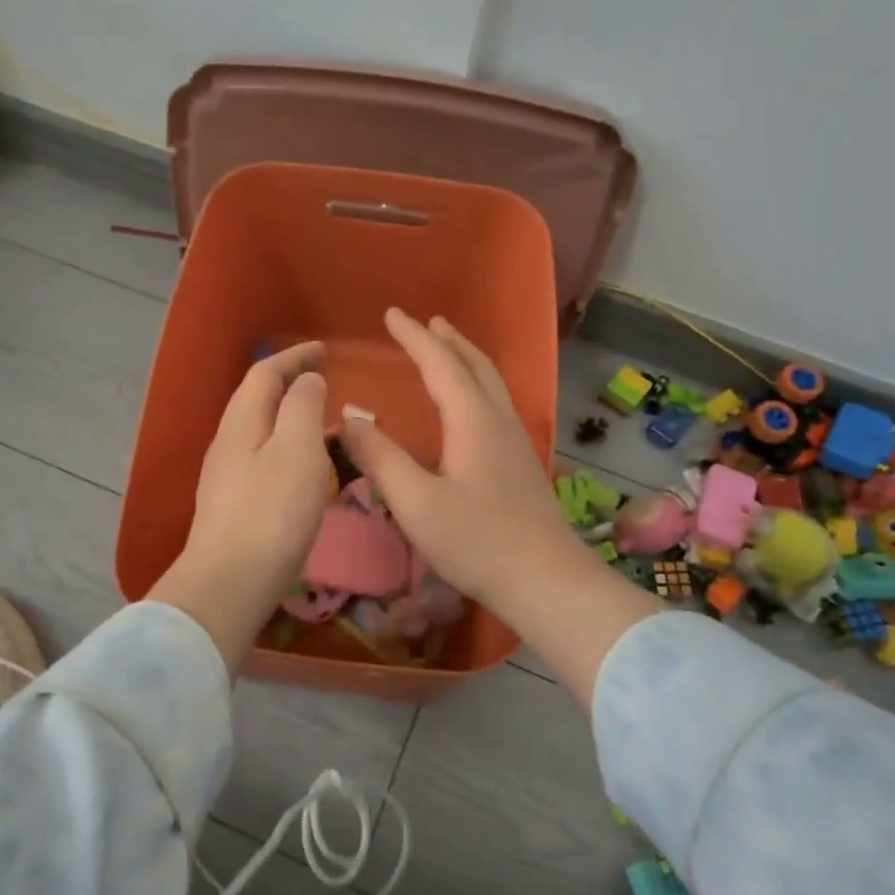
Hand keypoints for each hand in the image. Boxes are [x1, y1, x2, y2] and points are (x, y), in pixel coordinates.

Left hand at [148, 342, 332, 671]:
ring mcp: (225, 477)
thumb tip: (306, 380)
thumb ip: (303, 407)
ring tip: (320, 421)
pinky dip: (286, 447)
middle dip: (288, 383)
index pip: (265, 373)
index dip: (294, 356)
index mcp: (241, 422)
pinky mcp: (232, 506)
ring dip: (288, 416)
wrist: (229, 583)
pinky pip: (262, 458)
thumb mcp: (297, 450)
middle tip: (323, 381)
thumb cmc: (271, 512)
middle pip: (256, 399)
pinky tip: (303, 468)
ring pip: (259, 430)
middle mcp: (227, 443)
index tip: (325, 349)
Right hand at [341, 311, 585, 607]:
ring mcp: (515, 442)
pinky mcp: (520, 463)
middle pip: (475, 365)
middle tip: (426, 321)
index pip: (441, 364)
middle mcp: (498, 421)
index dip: (414, 338)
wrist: (545, 580)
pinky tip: (469, 406)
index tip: (391, 314)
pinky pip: (494, 404)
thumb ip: (380, 457)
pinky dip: (476, 384)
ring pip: (490, 383)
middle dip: (448, 340)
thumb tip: (349, 418)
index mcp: (473, 421)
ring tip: (448, 349)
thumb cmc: (476, 541)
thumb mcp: (415, 502)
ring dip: (466, 359)